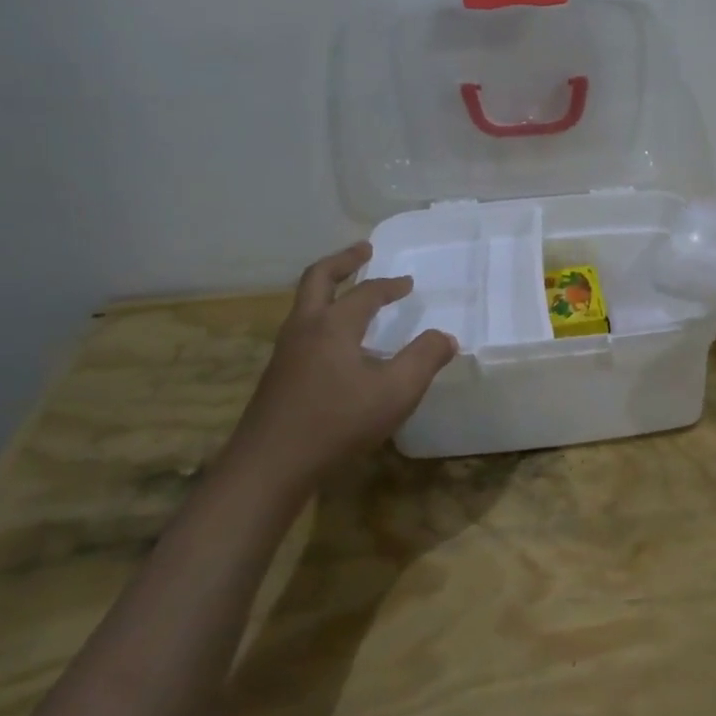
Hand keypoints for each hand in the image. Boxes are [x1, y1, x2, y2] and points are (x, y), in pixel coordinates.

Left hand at [225, 242, 455, 490]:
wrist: (269, 466)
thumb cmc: (337, 422)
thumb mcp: (395, 392)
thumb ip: (424, 359)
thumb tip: (446, 338)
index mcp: (334, 325)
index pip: (366, 292)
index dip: (390, 285)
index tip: (408, 283)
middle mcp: (305, 328)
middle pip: (318, 278)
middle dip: (343, 261)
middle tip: (364, 249)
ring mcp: (285, 351)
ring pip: (304, 304)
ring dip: (328, 288)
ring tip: (349, 291)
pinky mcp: (277, 375)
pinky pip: (301, 328)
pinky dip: (321, 316)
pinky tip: (336, 343)